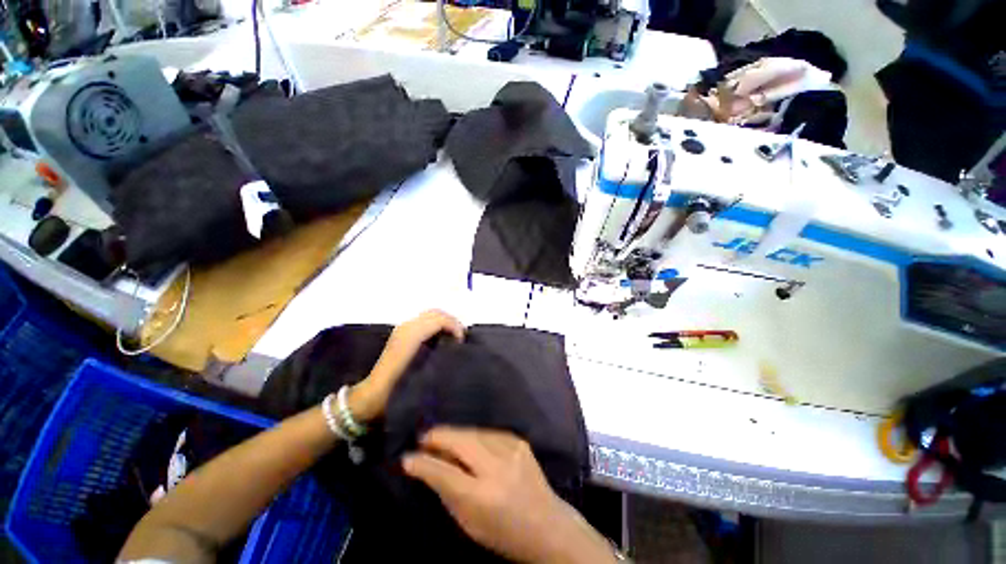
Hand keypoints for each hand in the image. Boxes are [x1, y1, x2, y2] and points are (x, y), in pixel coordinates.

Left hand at [349, 310, 464, 421]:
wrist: (374, 395)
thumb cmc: (398, 387)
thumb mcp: (423, 372)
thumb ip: (439, 353)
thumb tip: (456, 345)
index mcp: (411, 335)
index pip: (440, 320)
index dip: (455, 327)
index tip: (462, 342)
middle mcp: (407, 327)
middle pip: (436, 313)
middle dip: (452, 321)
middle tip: (461, 337)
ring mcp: (403, 329)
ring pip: (430, 315)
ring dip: (445, 322)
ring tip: (454, 337)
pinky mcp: (402, 334)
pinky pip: (424, 321)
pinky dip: (437, 324)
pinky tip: (442, 338)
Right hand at [403, 428, 615, 563]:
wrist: (547, 524)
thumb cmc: (503, 532)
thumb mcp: (469, 523)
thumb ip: (446, 492)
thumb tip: (424, 467)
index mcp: (482, 497)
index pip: (444, 473)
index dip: (423, 463)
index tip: (407, 457)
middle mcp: (498, 468)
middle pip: (461, 442)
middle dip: (439, 436)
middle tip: (424, 437)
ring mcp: (512, 450)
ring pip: (474, 432)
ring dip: (455, 433)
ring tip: (442, 437)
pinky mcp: (519, 441)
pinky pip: (489, 432)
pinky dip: (474, 434)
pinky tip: (467, 439)